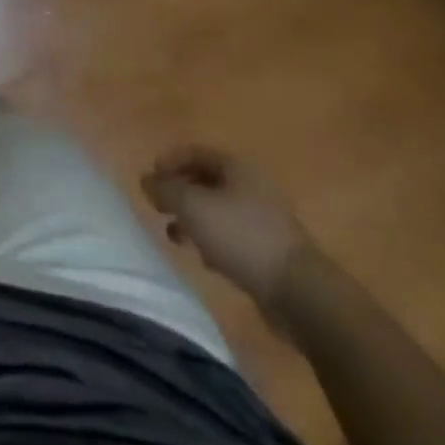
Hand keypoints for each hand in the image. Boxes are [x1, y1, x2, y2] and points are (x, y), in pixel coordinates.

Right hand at [142, 148, 315, 315]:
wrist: (298, 292)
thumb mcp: (193, 208)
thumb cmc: (241, 237)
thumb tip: (146, 179)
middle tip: (158, 208)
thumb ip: (165, 190)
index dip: (169, 162)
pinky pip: (231, 236)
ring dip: (193, 220)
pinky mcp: (269, 250)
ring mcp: (263, 218)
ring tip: (175, 236)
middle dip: (179, 192)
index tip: (149, 180)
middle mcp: (251, 185)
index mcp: (236, 166)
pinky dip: (212, 241)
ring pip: (217, 210)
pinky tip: (203, 259)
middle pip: (206, 181)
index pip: (194, 152)